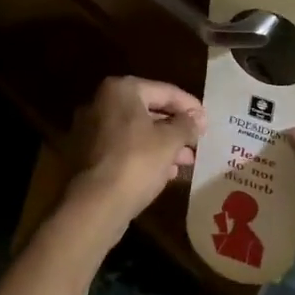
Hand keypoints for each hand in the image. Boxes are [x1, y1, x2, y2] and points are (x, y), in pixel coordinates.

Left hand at [67, 76, 204, 221]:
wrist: (95, 204)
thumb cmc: (136, 162)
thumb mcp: (170, 141)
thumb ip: (186, 125)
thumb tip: (197, 118)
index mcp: (120, 90)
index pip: (164, 91)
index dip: (190, 106)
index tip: (207, 121)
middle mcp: (100, 104)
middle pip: (148, 110)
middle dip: (175, 128)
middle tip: (197, 142)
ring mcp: (89, 130)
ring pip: (135, 132)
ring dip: (162, 144)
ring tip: (187, 161)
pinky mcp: (86, 155)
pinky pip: (122, 148)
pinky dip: (143, 155)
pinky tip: (165, 172)